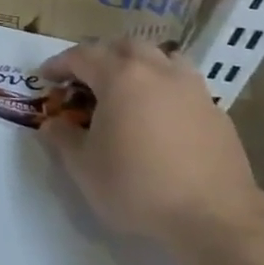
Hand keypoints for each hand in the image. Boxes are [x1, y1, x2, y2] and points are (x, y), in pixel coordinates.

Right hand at [39, 39, 262, 247]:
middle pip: (125, 46)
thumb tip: (52, 124)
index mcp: (120, 77)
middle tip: (88, 79)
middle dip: (102, 56)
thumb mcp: (84, 168)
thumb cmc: (138, 187)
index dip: (60, 64)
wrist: (215, 217)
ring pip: (162, 58)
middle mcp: (157, 71)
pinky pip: (184, 85)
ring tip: (129, 89)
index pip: (82, 56)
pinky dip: (166, 89)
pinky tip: (161, 117)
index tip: (47, 77)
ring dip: (140, 65)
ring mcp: (192, 88)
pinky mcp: (216, 111)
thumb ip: (63, 139)